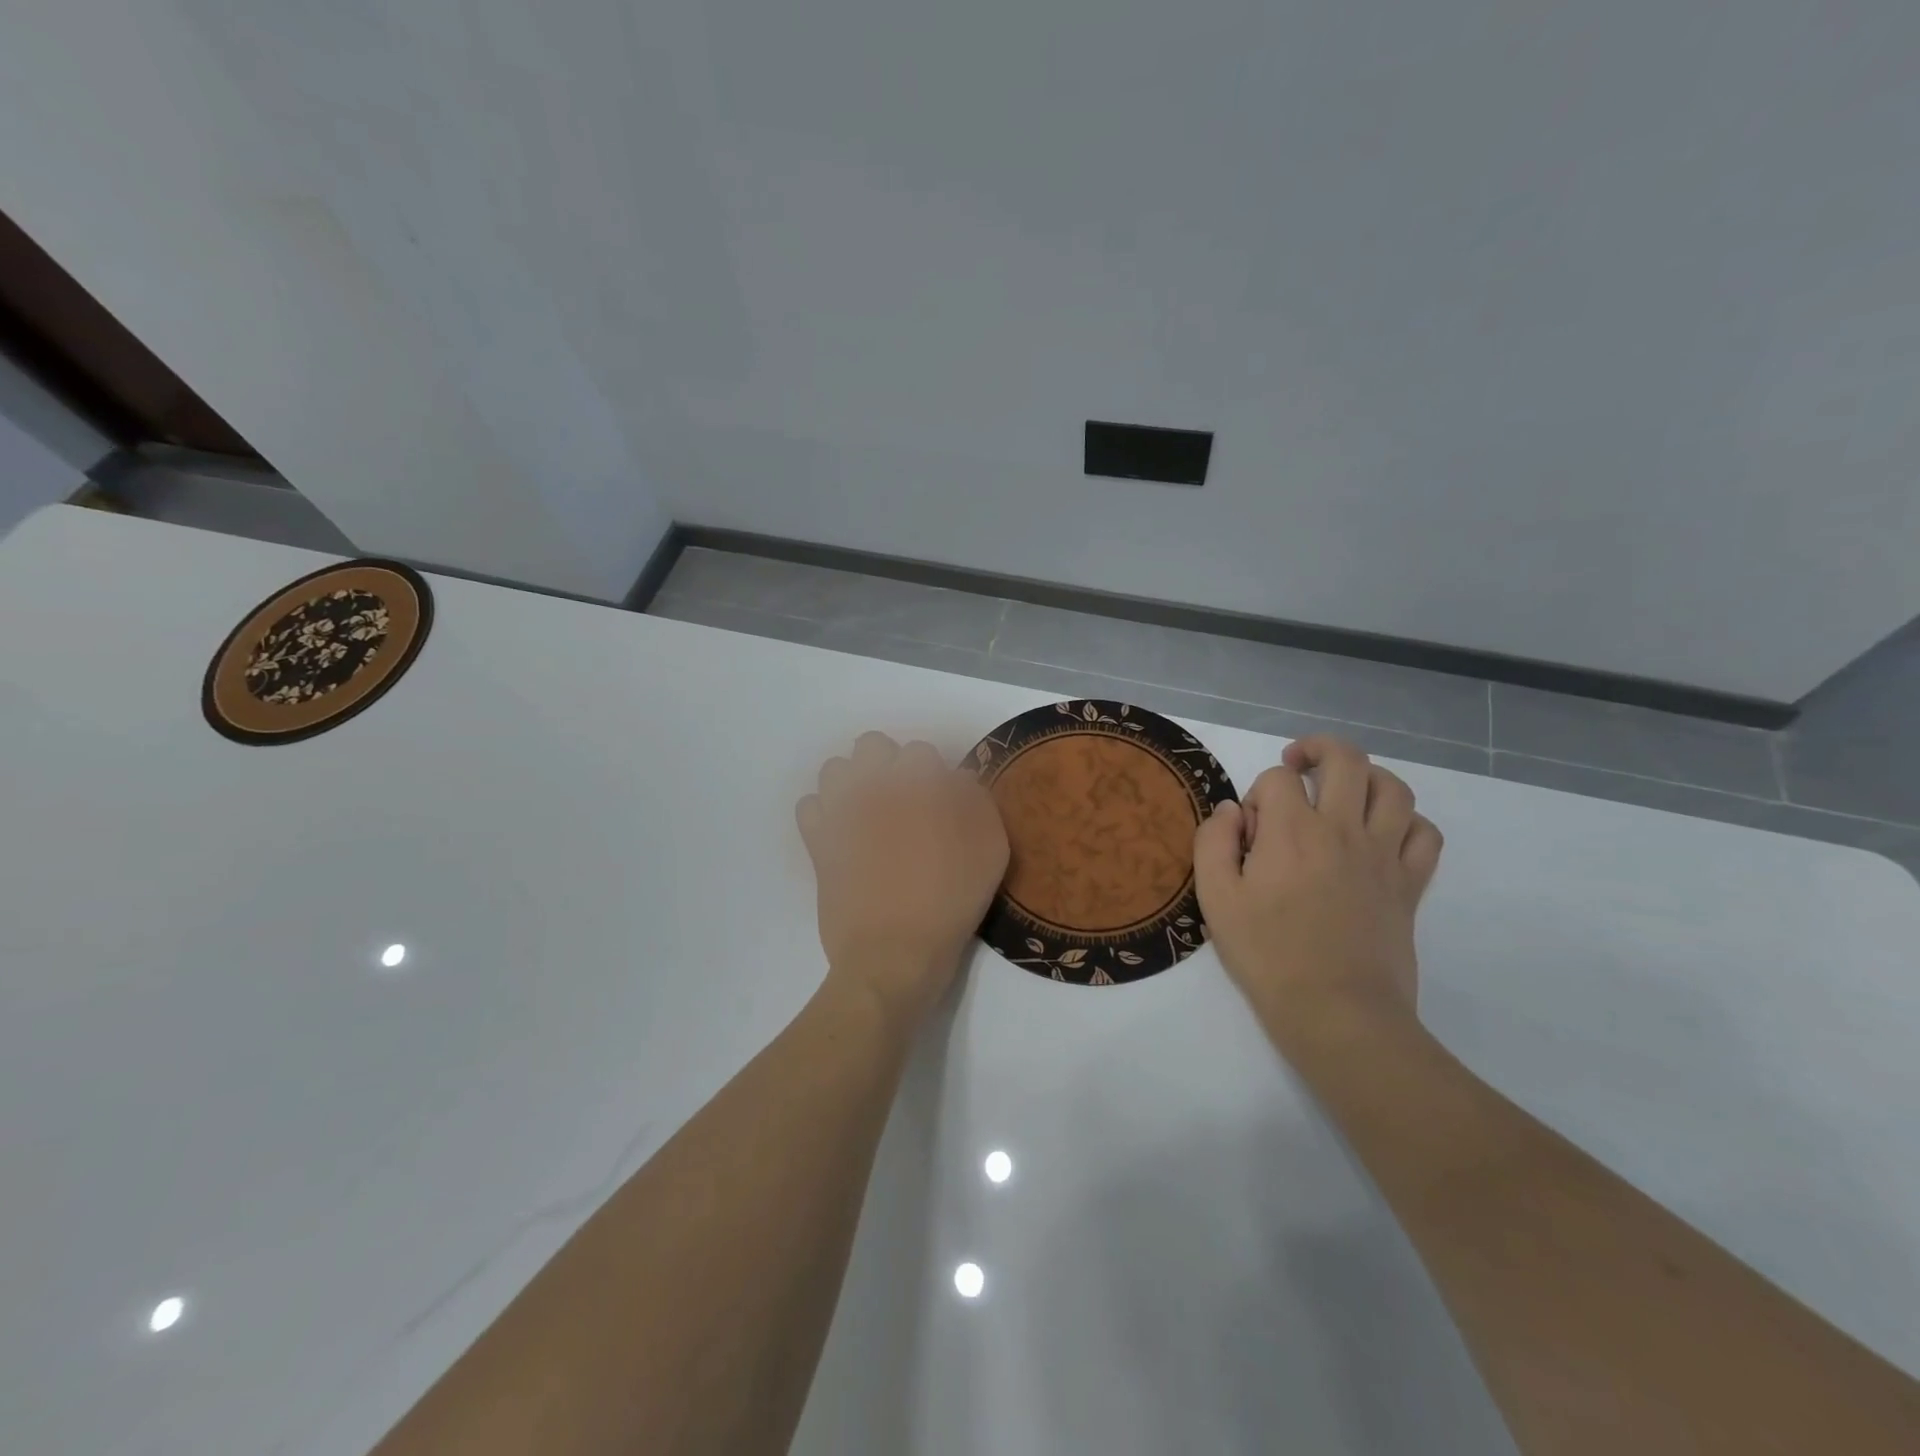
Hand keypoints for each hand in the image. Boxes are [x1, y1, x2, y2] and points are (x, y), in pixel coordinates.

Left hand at [797, 732, 1009, 1030]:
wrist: (894, 955)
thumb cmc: (951, 903)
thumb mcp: (990, 852)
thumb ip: (977, 803)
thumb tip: (957, 780)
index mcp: (918, 785)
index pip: (921, 752)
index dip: (932, 776)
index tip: (939, 804)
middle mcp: (874, 787)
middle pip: (872, 746)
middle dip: (888, 765)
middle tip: (904, 802)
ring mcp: (840, 812)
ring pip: (835, 769)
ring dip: (854, 783)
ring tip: (870, 814)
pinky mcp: (817, 841)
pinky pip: (810, 805)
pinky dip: (824, 813)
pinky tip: (843, 834)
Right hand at [1193, 736, 1443, 1049]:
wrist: (1337, 1011)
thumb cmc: (1268, 955)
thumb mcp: (1216, 898)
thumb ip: (1213, 843)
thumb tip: (1231, 810)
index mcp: (1291, 831)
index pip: (1277, 778)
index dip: (1257, 793)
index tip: (1248, 832)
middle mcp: (1343, 829)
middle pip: (1346, 760)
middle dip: (1317, 750)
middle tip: (1297, 764)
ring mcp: (1384, 855)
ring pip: (1393, 787)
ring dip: (1366, 776)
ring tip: (1343, 790)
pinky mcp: (1410, 884)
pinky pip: (1425, 833)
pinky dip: (1406, 821)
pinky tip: (1382, 833)